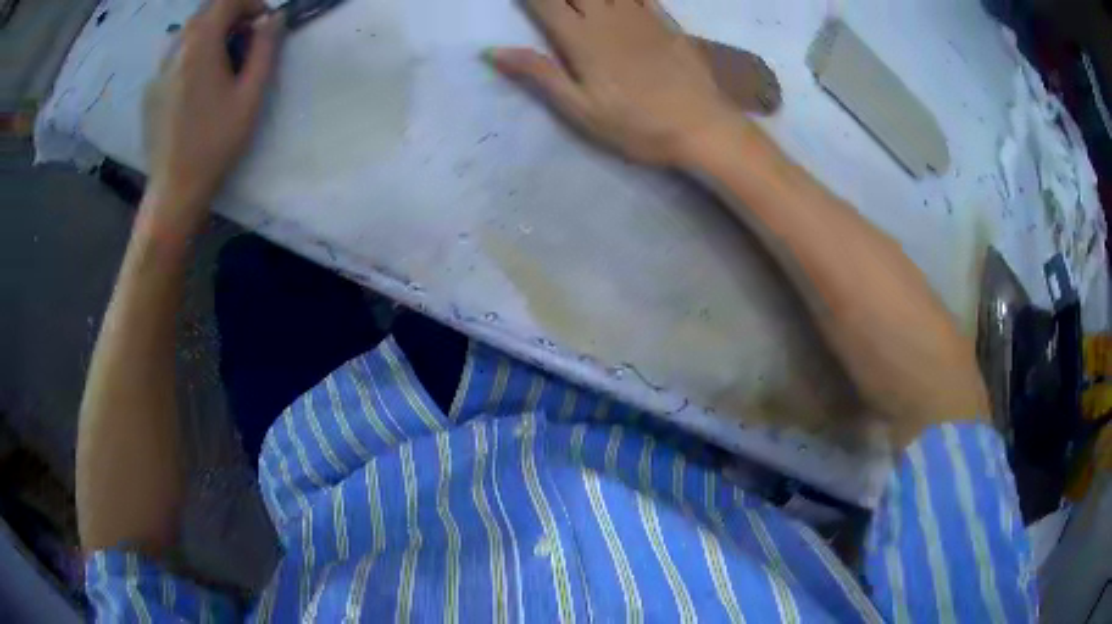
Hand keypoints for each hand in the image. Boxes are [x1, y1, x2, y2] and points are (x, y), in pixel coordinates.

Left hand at [143, 0, 282, 238]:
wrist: (174, 190)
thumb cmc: (215, 143)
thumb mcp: (251, 95)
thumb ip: (265, 49)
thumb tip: (273, 17)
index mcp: (200, 46)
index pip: (227, 1)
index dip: (250, 3)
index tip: (263, 22)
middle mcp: (175, 50)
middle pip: (205, 11)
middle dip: (231, 15)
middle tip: (245, 39)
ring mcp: (158, 71)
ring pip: (187, 31)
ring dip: (210, 33)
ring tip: (222, 60)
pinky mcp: (150, 90)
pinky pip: (173, 54)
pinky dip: (191, 52)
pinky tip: (198, 81)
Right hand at [489, 0, 738, 165]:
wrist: (702, 127)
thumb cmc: (637, 125)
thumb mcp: (580, 109)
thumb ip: (540, 74)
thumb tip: (494, 51)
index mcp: (581, 39)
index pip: (545, 2)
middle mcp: (607, 17)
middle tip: (552, 1)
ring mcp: (639, 16)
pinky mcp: (665, 21)